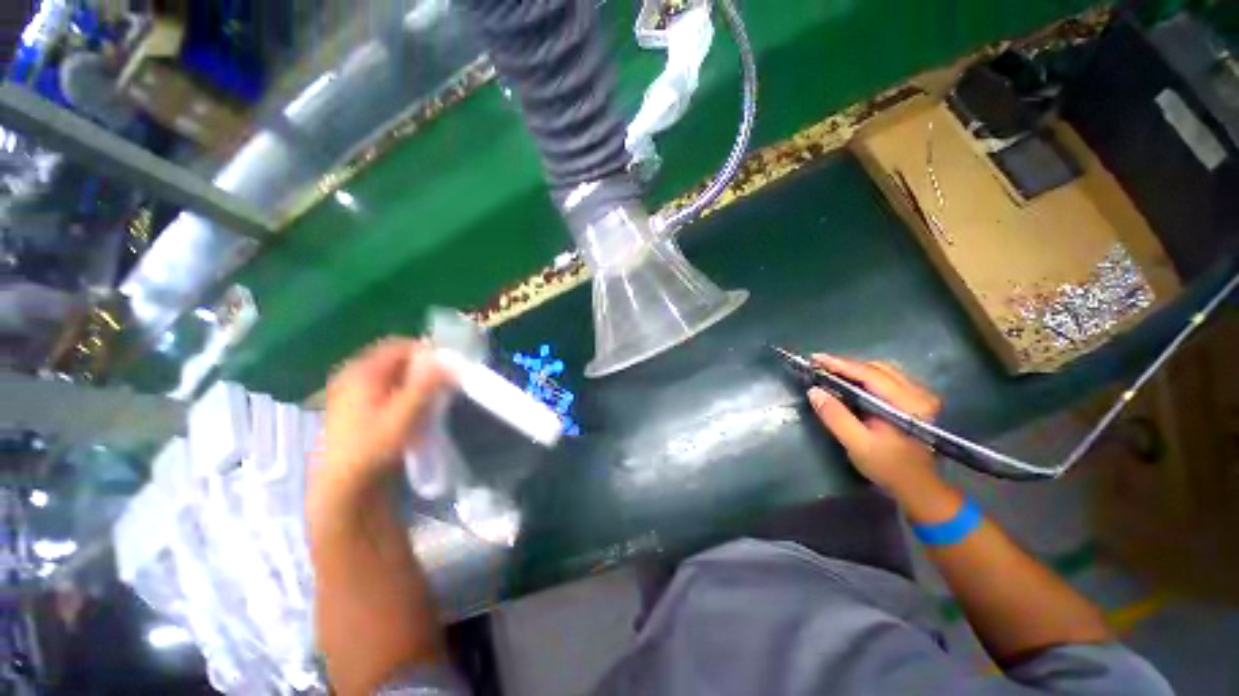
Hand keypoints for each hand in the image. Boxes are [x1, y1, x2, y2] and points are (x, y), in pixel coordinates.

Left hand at [315, 338, 449, 497]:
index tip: (447, 368)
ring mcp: (352, 392)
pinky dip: (404, 393)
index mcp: (362, 371)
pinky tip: (414, 409)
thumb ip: (427, 383)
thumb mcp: (405, 412)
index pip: (400, 345)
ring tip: (432, 398)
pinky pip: (385, 389)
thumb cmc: (373, 445)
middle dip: (422, 368)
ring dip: (415, 381)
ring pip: (392, 376)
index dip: (427, 352)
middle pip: (396, 359)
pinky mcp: (356, 409)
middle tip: (443, 383)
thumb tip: (449, 359)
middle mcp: (354, 375)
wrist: (343, 486)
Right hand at [806, 354, 941, 495]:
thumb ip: (835, 416)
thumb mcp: (857, 444)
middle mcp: (918, 393)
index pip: (869, 374)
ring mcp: (920, 395)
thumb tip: (814, 391)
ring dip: (855, 370)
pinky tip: (851, 383)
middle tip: (819, 367)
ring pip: (883, 371)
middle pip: (877, 368)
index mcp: (907, 404)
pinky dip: (865, 376)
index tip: (815, 359)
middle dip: (846, 365)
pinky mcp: (916, 400)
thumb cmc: (888, 467)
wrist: (919, 487)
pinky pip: (887, 378)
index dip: (840, 364)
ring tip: (831, 373)